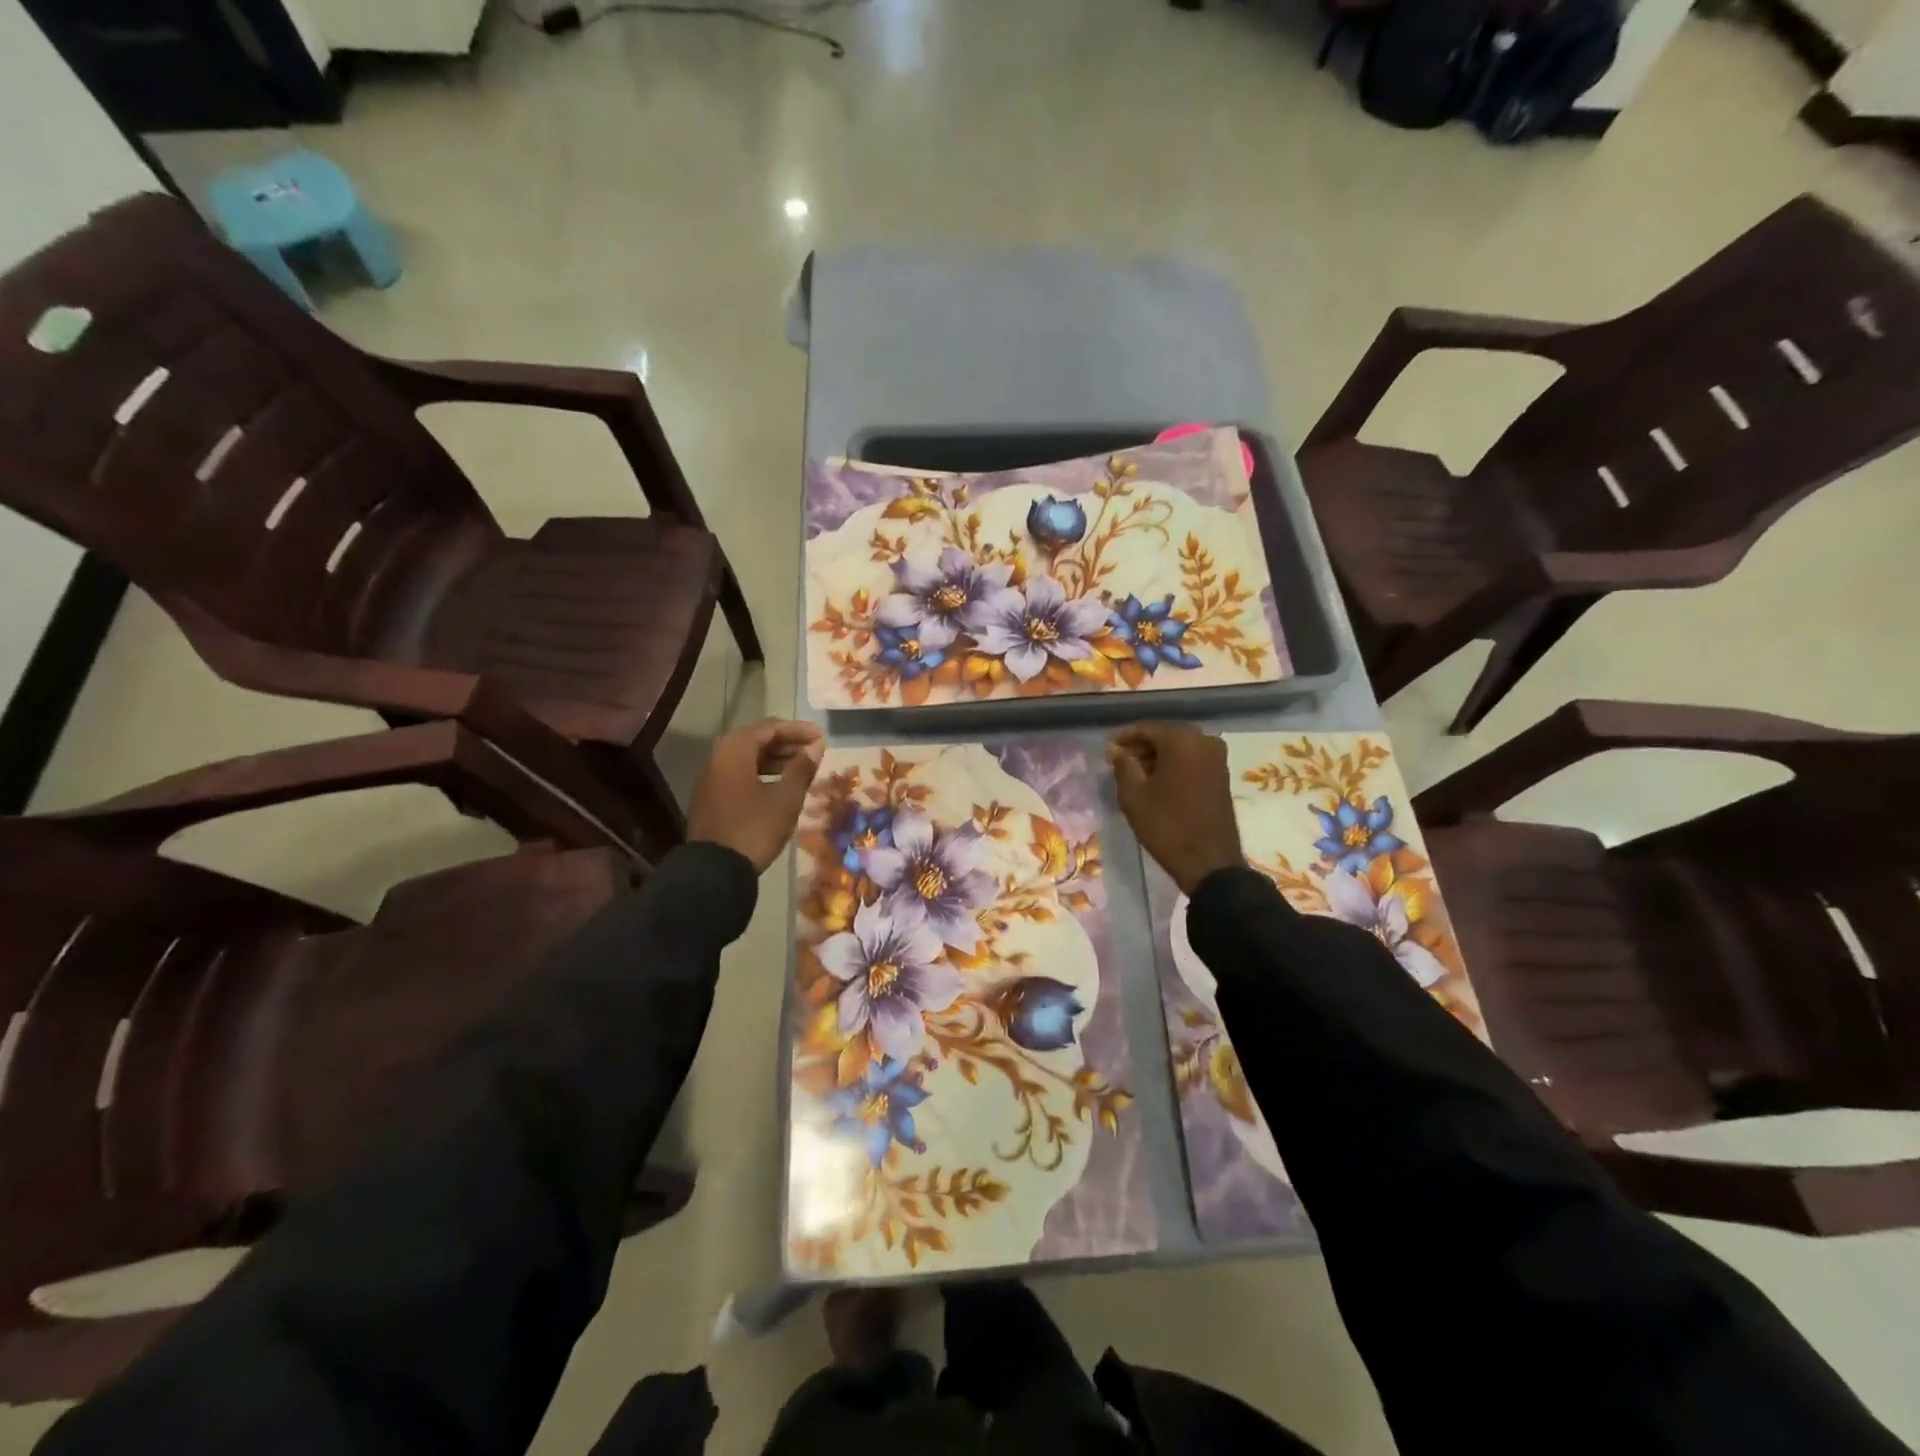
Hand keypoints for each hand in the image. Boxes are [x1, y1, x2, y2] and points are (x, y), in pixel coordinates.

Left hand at [686, 719, 824, 873]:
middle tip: (813, 750)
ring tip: (801, 767)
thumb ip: (801, 768)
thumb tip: (815, 746)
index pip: (770, 728)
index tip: (821, 736)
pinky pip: (738, 772)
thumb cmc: (755, 828)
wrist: (715, 870)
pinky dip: (761, 772)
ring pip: (746, 757)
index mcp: (735, 750)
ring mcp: (711, 777)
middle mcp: (718, 757)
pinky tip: (779, 784)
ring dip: (775, 758)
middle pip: (756, 740)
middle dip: (787, 743)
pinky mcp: (710, 796)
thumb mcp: (786, 798)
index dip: (798, 730)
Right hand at [1108, 723, 1244, 895]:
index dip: (1124, 739)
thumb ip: (1123, 765)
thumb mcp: (1134, 795)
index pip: (1146, 728)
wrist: (1209, 862)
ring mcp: (1217, 758)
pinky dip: (1174, 765)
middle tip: (1119, 763)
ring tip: (1135, 775)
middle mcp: (1204, 741)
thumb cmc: (1166, 825)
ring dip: (1157, 757)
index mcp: (1182, 740)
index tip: (1108, 753)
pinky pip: (1192, 760)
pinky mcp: (1222, 775)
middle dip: (1141, 747)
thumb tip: (1116, 749)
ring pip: (1179, 748)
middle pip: (1165, 736)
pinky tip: (1158, 782)